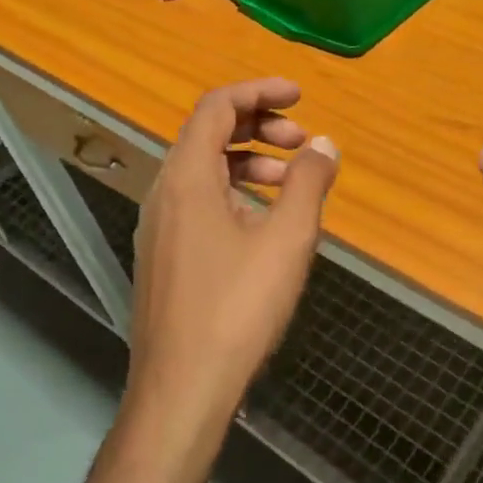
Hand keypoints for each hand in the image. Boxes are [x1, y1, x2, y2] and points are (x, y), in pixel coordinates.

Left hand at [125, 79, 339, 449]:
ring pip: (204, 170)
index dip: (260, 90)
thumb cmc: (236, 309)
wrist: (181, 391)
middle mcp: (164, 192)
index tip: (301, 94)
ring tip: (291, 181)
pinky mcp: (163, 256)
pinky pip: (198, 201)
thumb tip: (324, 145)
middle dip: (258, 126)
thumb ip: (308, 183)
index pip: (217, 106)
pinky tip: (264, 223)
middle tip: (302, 141)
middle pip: (208, 133)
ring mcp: (158, 226)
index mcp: (186, 177)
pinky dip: (234, 192)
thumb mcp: (287, 240)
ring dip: (249, 161)